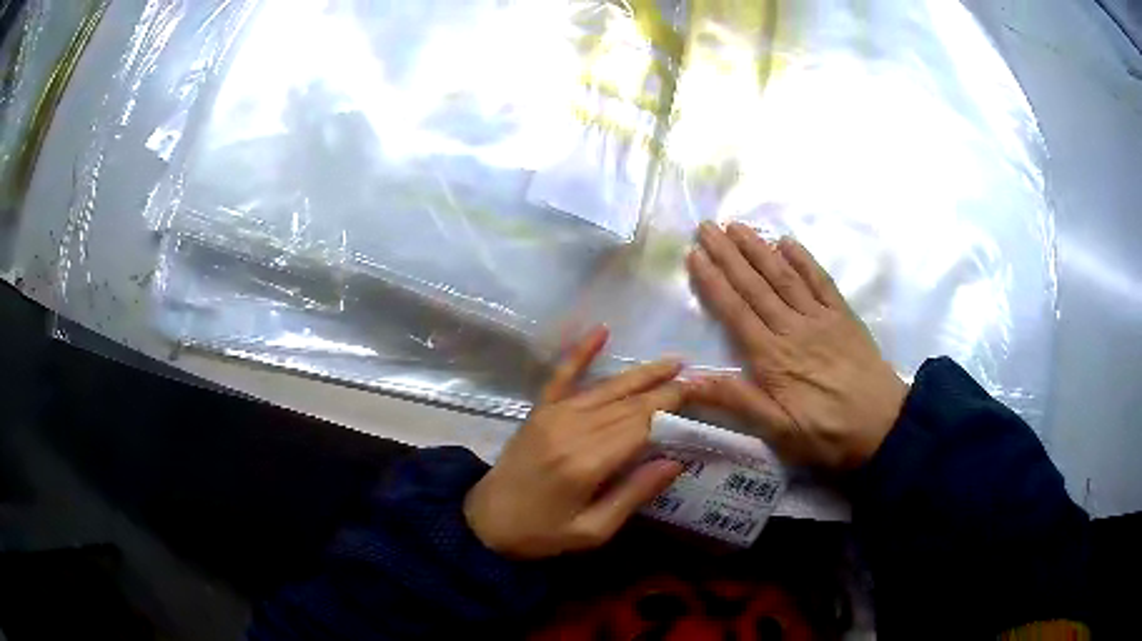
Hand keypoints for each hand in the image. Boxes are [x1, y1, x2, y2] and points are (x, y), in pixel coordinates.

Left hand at [464, 327, 685, 559]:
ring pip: (606, 388)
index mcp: (587, 463)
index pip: (641, 426)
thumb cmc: (542, 534)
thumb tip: (676, 462)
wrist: (485, 523)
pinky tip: (601, 331)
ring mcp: (552, 415)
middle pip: (628, 404)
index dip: (672, 409)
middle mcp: (572, 430)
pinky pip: (561, 375)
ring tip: (673, 361)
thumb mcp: (592, 530)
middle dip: (665, 389)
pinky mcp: (538, 411)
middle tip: (697, 378)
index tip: (700, 396)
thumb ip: (633, 494)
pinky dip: (581, 352)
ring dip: (641, 373)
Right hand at [686, 222, 907, 469]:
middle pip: (755, 285)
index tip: (694, 255)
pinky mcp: (844, 317)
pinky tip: (788, 242)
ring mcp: (821, 318)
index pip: (735, 311)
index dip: (713, 282)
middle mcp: (793, 328)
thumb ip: (738, 401)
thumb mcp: (779, 431)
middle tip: (707, 227)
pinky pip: (821, 281)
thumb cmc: (828, 434)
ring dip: (759, 249)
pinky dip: (804, 259)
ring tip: (737, 226)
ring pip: (784, 276)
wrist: (884, 427)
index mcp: (772, 357)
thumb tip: (690, 381)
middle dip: (728, 254)